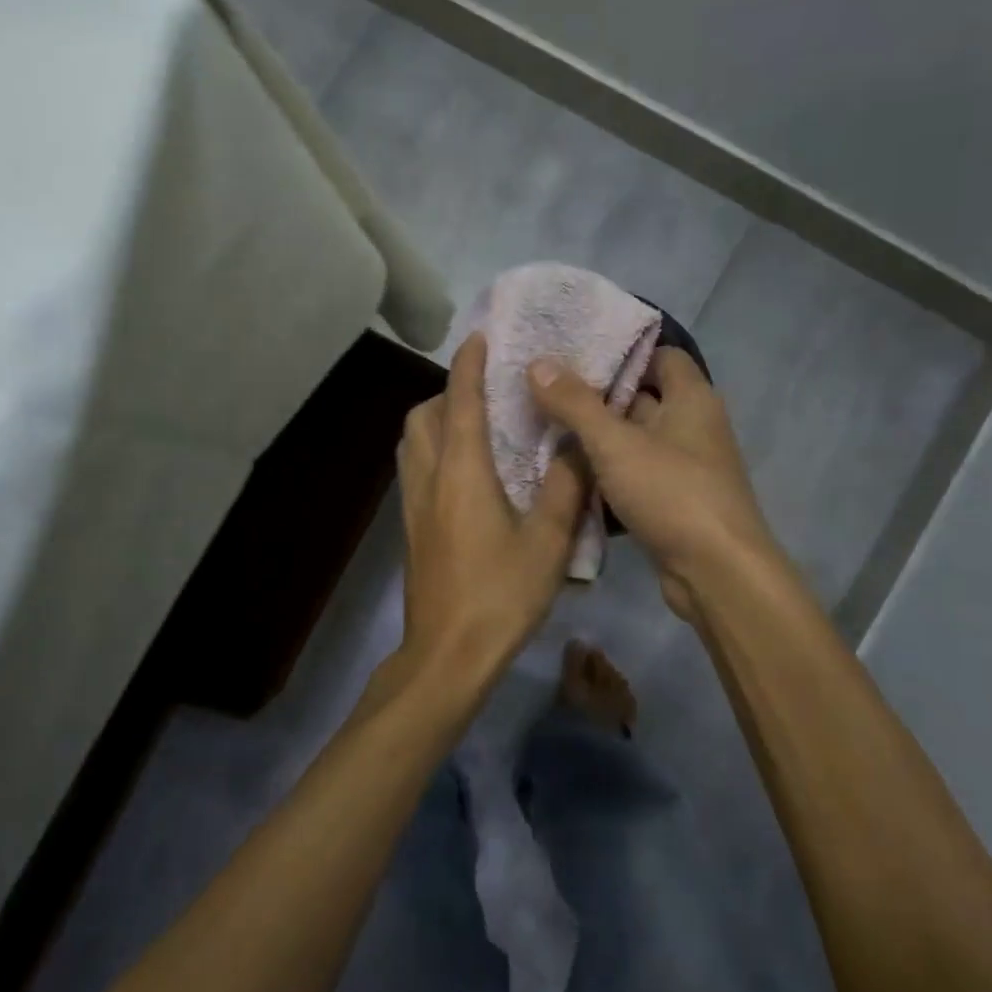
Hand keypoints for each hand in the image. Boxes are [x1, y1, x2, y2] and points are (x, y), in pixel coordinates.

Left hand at [398, 334, 587, 684]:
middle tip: (487, 393)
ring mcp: (413, 506)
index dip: (468, 365)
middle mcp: (429, 479)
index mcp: (461, 472)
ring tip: (476, 427)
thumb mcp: (548, 542)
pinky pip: (415, 470)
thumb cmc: (501, 595)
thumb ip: (567, 487)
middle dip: (447, 392)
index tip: (480, 337)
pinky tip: (466, 474)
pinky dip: (433, 452)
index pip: (459, 401)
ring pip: (412, 444)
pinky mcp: (411, 530)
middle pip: (422, 417)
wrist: (448, 654)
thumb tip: (580, 441)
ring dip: (435, 421)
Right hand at [527, 347, 777, 619]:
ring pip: (635, 442)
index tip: (576, 356)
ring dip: (598, 440)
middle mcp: (694, 427)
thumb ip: (575, 403)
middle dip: (598, 398)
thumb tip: (538, 363)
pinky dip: (608, 476)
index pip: (661, 356)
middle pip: (643, 399)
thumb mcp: (615, 444)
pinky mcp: (674, 503)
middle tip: (546, 392)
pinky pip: (636, 477)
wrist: (716, 572)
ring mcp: (685, 468)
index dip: (622, 353)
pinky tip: (569, 478)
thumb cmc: (672, 493)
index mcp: (692, 398)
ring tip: (546, 431)